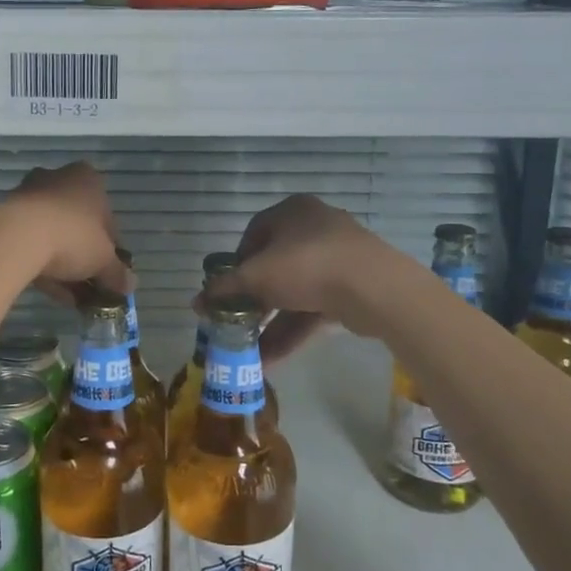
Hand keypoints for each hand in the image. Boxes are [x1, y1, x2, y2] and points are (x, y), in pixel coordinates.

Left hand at [0, 162, 130, 303]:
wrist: (18, 237)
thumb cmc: (73, 237)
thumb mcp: (104, 260)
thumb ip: (118, 273)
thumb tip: (129, 286)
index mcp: (88, 179)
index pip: (107, 217)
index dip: (111, 248)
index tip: (109, 271)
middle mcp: (58, 179)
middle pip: (78, 224)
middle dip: (84, 256)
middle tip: (89, 284)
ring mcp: (29, 196)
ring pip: (53, 234)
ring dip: (64, 264)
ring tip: (71, 296)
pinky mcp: (6, 216)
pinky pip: (31, 242)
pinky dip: (42, 264)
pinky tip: (51, 291)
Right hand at [208, 195, 390, 360]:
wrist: (374, 288)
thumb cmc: (306, 266)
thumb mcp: (256, 277)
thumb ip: (225, 290)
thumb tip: (195, 303)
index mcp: (292, 211)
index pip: (254, 234)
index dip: (237, 264)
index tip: (228, 290)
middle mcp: (315, 227)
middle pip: (275, 265)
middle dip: (254, 299)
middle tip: (238, 323)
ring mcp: (338, 258)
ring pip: (295, 291)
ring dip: (271, 322)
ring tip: (250, 351)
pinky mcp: (353, 287)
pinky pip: (315, 307)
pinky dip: (294, 329)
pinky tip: (273, 358)